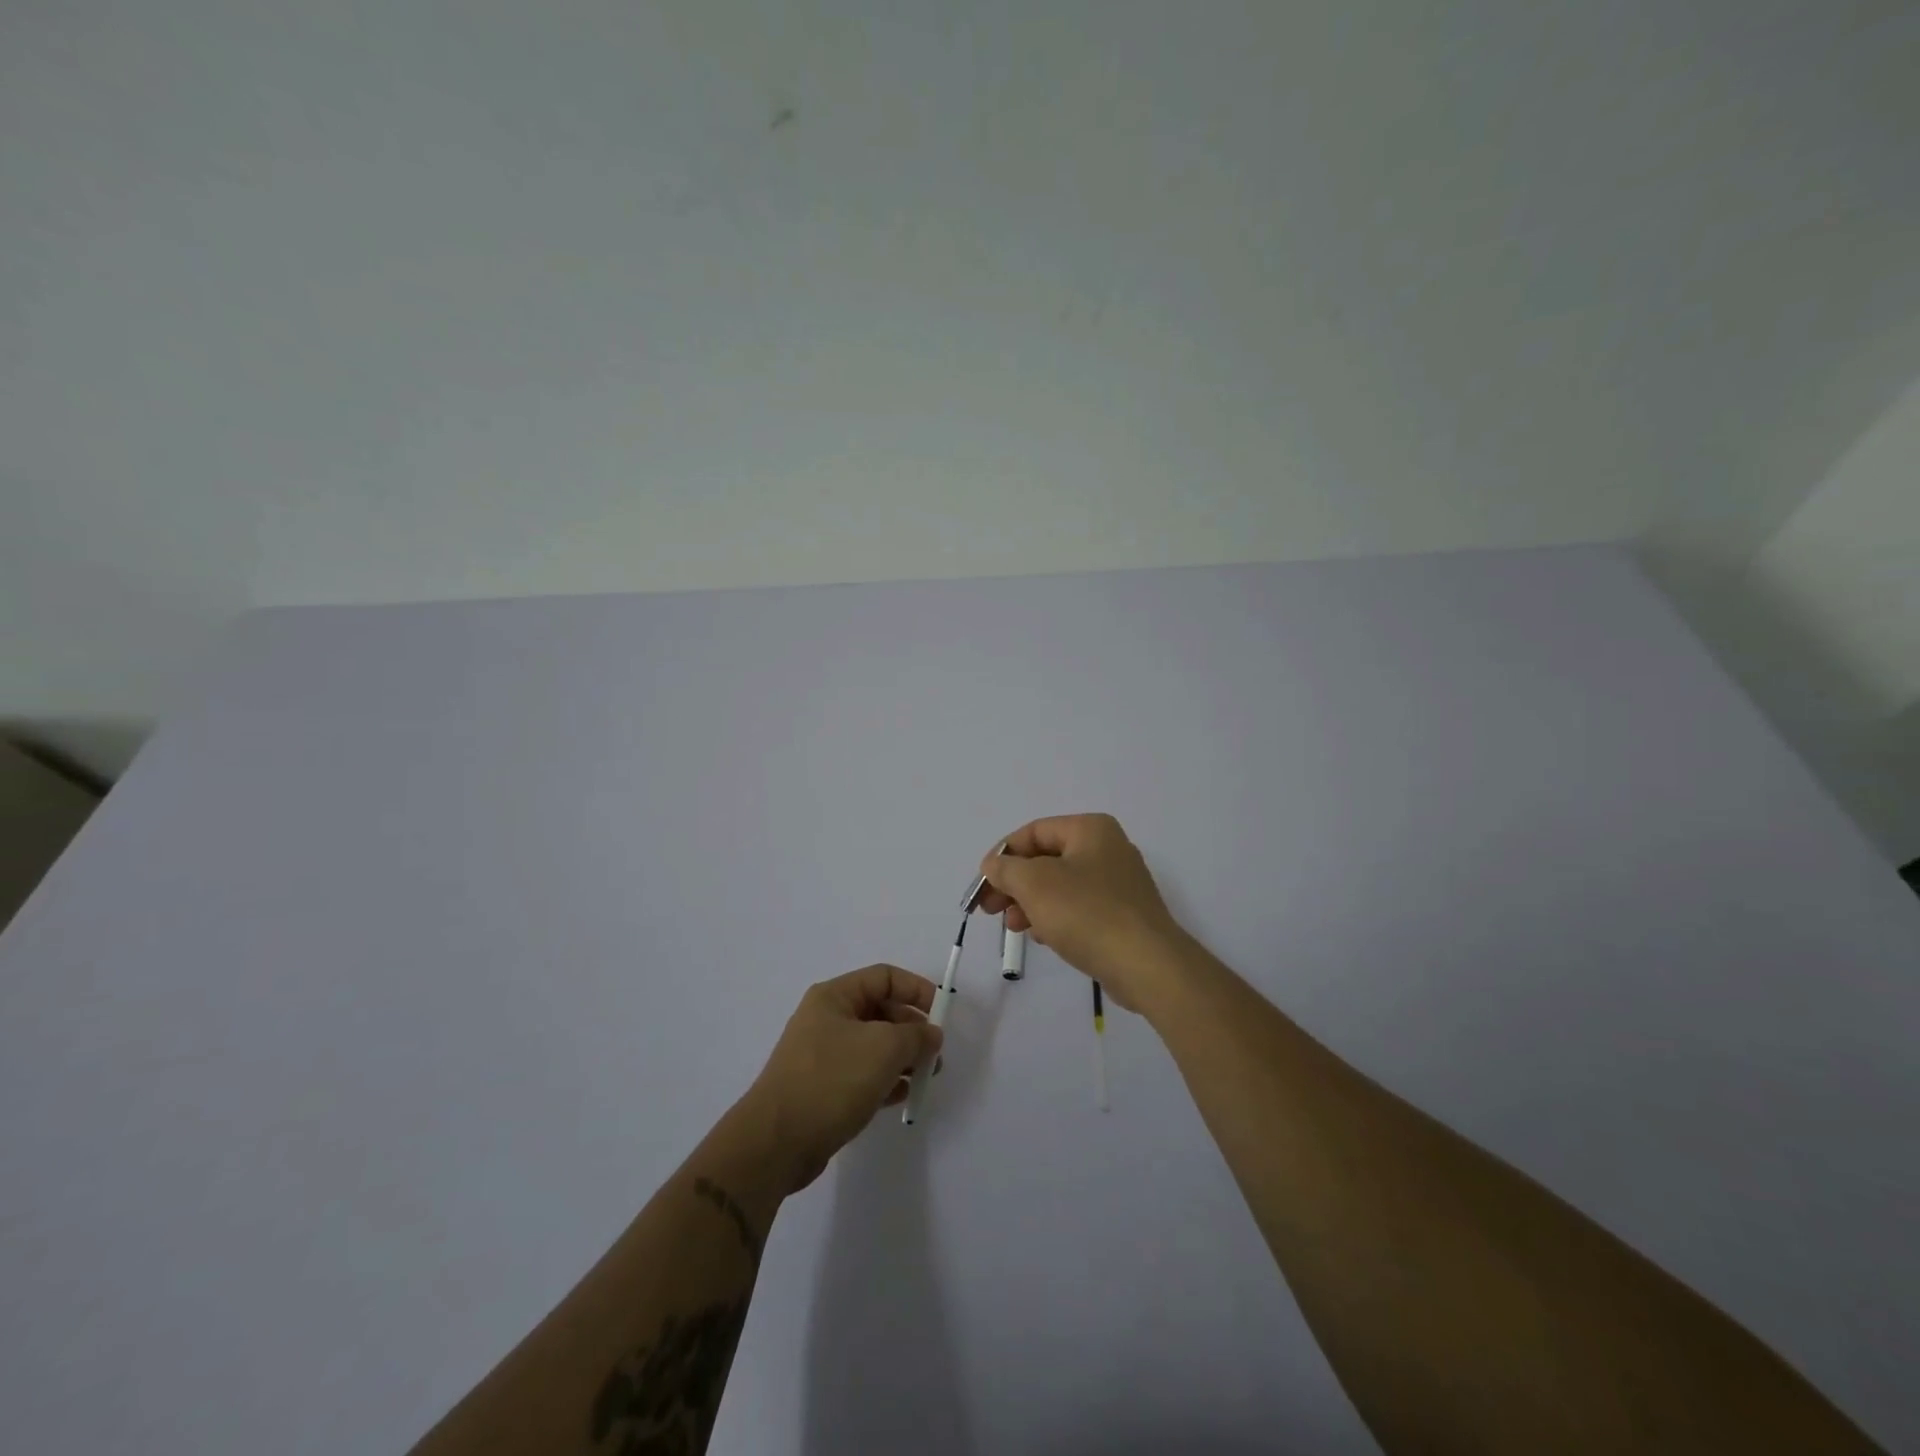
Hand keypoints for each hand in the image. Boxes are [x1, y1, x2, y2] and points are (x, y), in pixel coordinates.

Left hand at [741, 965, 943, 1193]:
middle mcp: (827, 1019)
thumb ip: (916, 1035)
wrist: (776, 1143)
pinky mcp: (823, 1088)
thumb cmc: (832, 1080)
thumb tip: (931, 1034)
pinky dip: (885, 1080)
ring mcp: (823, 1055)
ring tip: (926, 1078)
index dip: (916, 989)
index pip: (884, 977)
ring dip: (903, 1057)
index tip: (942, 1014)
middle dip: (912, 1029)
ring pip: (874, 1045)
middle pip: (881, 1011)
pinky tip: (902, 1096)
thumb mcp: (884, 1048)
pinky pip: (863, 1074)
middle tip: (936, 1053)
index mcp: (835, 996)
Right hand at [974, 814, 1188, 1010]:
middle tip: (989, 909)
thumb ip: (1006, 869)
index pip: (1033, 832)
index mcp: (1090, 829)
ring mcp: (1118, 883)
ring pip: (1061, 885)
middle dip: (1014, 883)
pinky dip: (1055, 917)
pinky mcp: (1123, 914)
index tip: (982, 884)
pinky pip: (1079, 907)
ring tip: (1013, 927)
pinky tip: (1043, 937)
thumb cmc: (1086, 913)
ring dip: (1031, 903)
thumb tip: (993, 865)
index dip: (1002, 855)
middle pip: (1046, 859)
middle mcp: (1108, 848)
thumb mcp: (1034, 884)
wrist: (1147, 965)